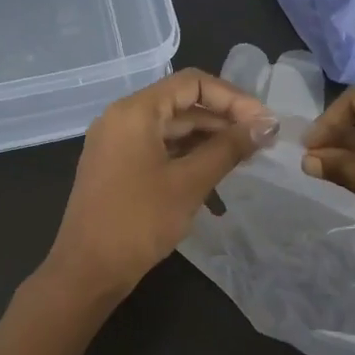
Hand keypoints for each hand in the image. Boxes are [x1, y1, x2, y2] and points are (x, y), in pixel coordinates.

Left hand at [42, 69, 276, 300]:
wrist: (88, 270)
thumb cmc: (138, 221)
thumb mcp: (189, 183)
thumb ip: (229, 148)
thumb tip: (267, 124)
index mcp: (135, 111)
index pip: (192, 83)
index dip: (233, 98)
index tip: (263, 122)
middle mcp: (122, 118)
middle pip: (182, 104)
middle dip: (224, 121)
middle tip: (261, 142)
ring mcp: (117, 144)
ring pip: (172, 130)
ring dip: (208, 142)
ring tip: (245, 160)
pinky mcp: (117, 168)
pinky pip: (159, 151)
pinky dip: (187, 159)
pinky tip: (215, 181)